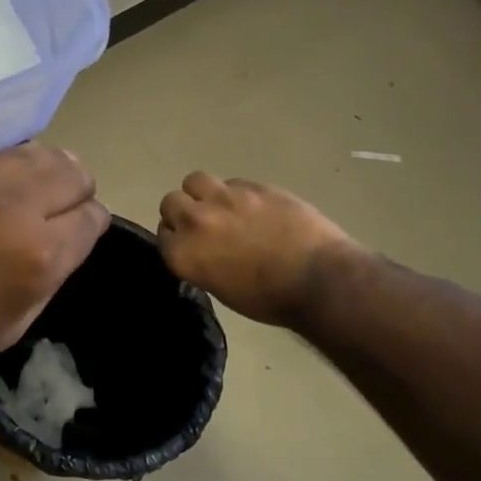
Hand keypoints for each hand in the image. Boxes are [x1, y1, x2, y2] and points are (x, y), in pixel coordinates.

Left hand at [0, 144, 109, 385]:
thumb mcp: (5, 329)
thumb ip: (43, 281)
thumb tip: (56, 248)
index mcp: (38, 255)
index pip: (92, 218)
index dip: (88, 226)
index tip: (76, 234)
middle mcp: (13, 205)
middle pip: (71, 172)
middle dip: (75, 190)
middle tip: (58, 209)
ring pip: (31, 153)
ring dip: (40, 171)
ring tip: (25, 193)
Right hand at [158, 172, 356, 326]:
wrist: (317, 278)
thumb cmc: (269, 299)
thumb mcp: (222, 290)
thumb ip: (201, 263)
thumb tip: (204, 250)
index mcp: (183, 254)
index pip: (163, 234)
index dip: (176, 239)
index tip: (191, 246)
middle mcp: (195, 221)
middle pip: (171, 202)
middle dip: (184, 212)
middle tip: (205, 226)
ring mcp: (225, 198)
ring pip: (195, 181)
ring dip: (203, 193)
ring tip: (223, 207)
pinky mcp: (254, 186)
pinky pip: (232, 182)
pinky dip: (237, 193)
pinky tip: (256, 208)